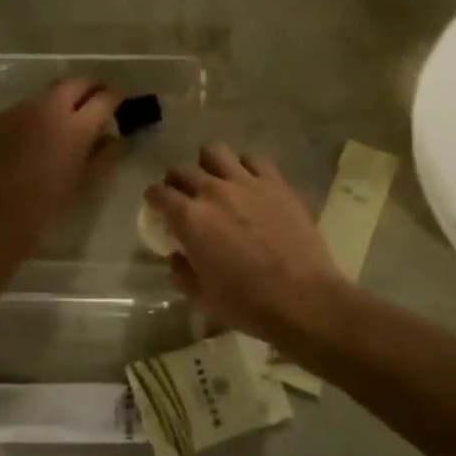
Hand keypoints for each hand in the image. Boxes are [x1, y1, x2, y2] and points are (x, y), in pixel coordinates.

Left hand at [0, 77, 122, 251]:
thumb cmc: (45, 206)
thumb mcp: (84, 183)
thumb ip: (104, 155)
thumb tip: (113, 137)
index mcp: (76, 126)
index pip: (104, 98)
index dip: (116, 97)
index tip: (119, 101)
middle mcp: (48, 108)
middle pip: (75, 83)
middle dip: (89, 87)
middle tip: (95, 99)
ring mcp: (19, 110)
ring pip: (46, 94)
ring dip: (60, 101)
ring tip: (62, 120)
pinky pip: (22, 110)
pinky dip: (34, 116)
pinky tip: (31, 137)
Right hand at [146, 142, 346, 343]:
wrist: (303, 298)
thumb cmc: (247, 303)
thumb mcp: (202, 297)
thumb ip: (182, 272)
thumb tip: (177, 256)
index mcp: (190, 219)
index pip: (158, 193)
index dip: (153, 198)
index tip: (155, 206)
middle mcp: (212, 191)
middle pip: (182, 170)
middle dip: (175, 181)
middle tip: (182, 195)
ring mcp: (246, 182)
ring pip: (214, 152)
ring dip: (207, 164)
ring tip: (213, 179)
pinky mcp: (275, 183)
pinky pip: (253, 160)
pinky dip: (244, 167)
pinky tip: (247, 182)